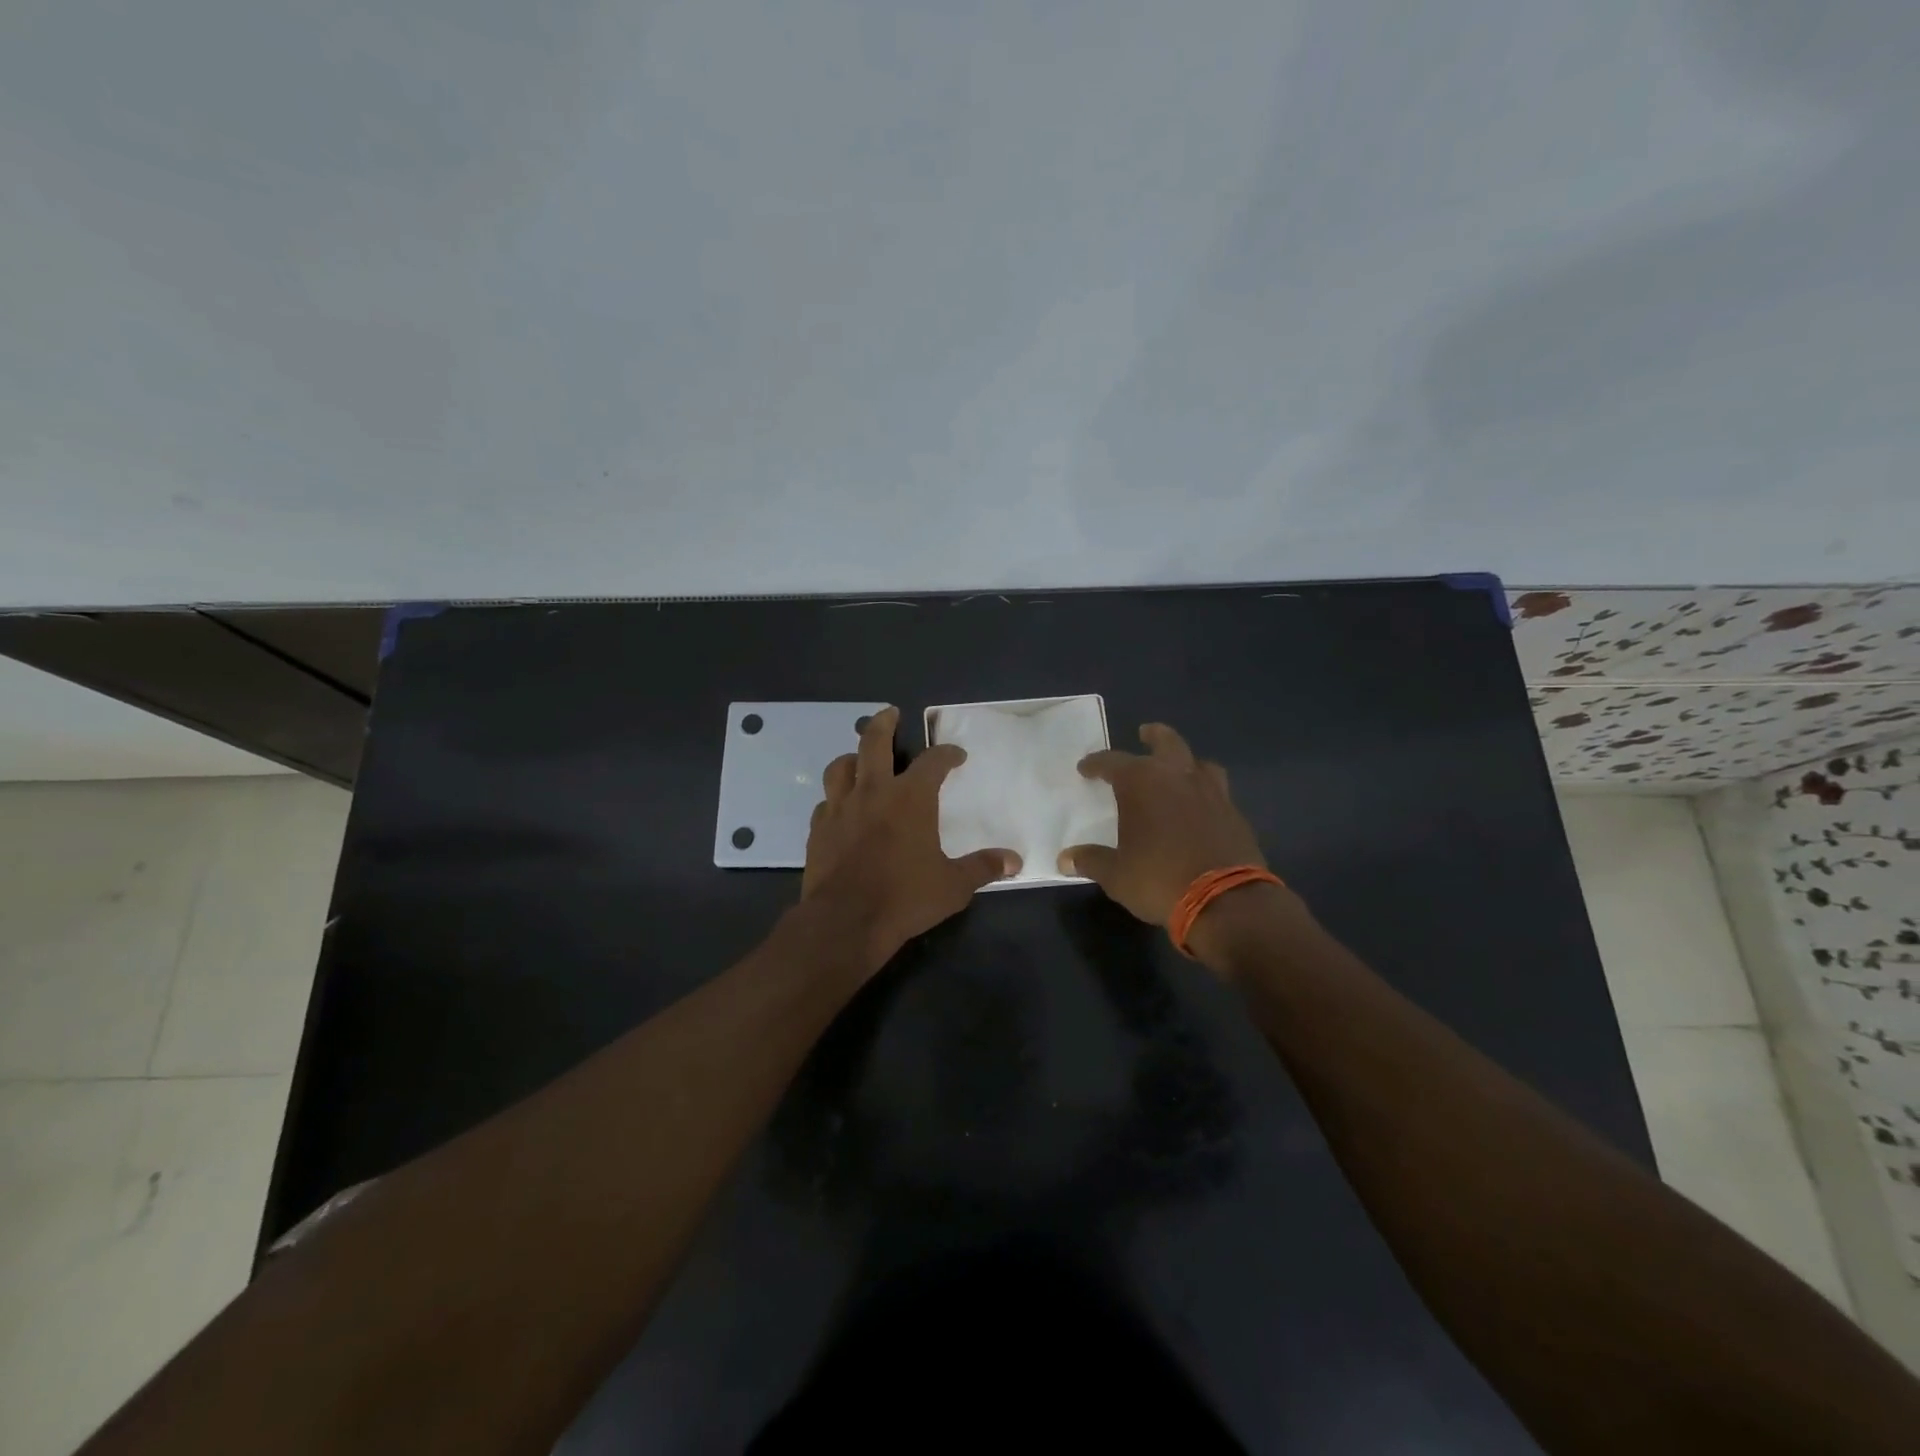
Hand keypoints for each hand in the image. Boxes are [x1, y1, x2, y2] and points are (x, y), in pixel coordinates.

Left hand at [802, 707, 1020, 969]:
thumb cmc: (905, 898)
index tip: (956, 755)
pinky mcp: (818, 829)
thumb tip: (1015, 861)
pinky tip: (841, 807)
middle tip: (891, 713)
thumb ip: (982, 868)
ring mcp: (840, 808)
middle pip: (873, 742)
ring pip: (841, 767)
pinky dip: (836, 797)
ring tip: (860, 758)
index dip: (947, 754)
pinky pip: (826, 802)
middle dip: (884, 723)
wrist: (845, 922)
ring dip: (853, 757)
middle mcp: (873, 792)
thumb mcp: (953, 886)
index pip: (933, 762)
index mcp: (910, 798)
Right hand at [1059, 722, 1270, 926]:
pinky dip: (1204, 791)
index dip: (1096, 764)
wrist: (1226, 901)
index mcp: (1142, 782)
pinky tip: (1199, 806)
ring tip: (1177, 769)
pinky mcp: (1235, 813)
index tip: (1085, 768)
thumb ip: (1091, 861)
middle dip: (1154, 736)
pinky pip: (1217, 790)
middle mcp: (1178, 776)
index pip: (1112, 761)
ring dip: (1185, 761)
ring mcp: (1212, 792)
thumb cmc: (1159, 879)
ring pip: (1199, 762)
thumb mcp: (1116, 875)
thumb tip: (1065, 859)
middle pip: (1167, 742)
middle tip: (1145, 732)